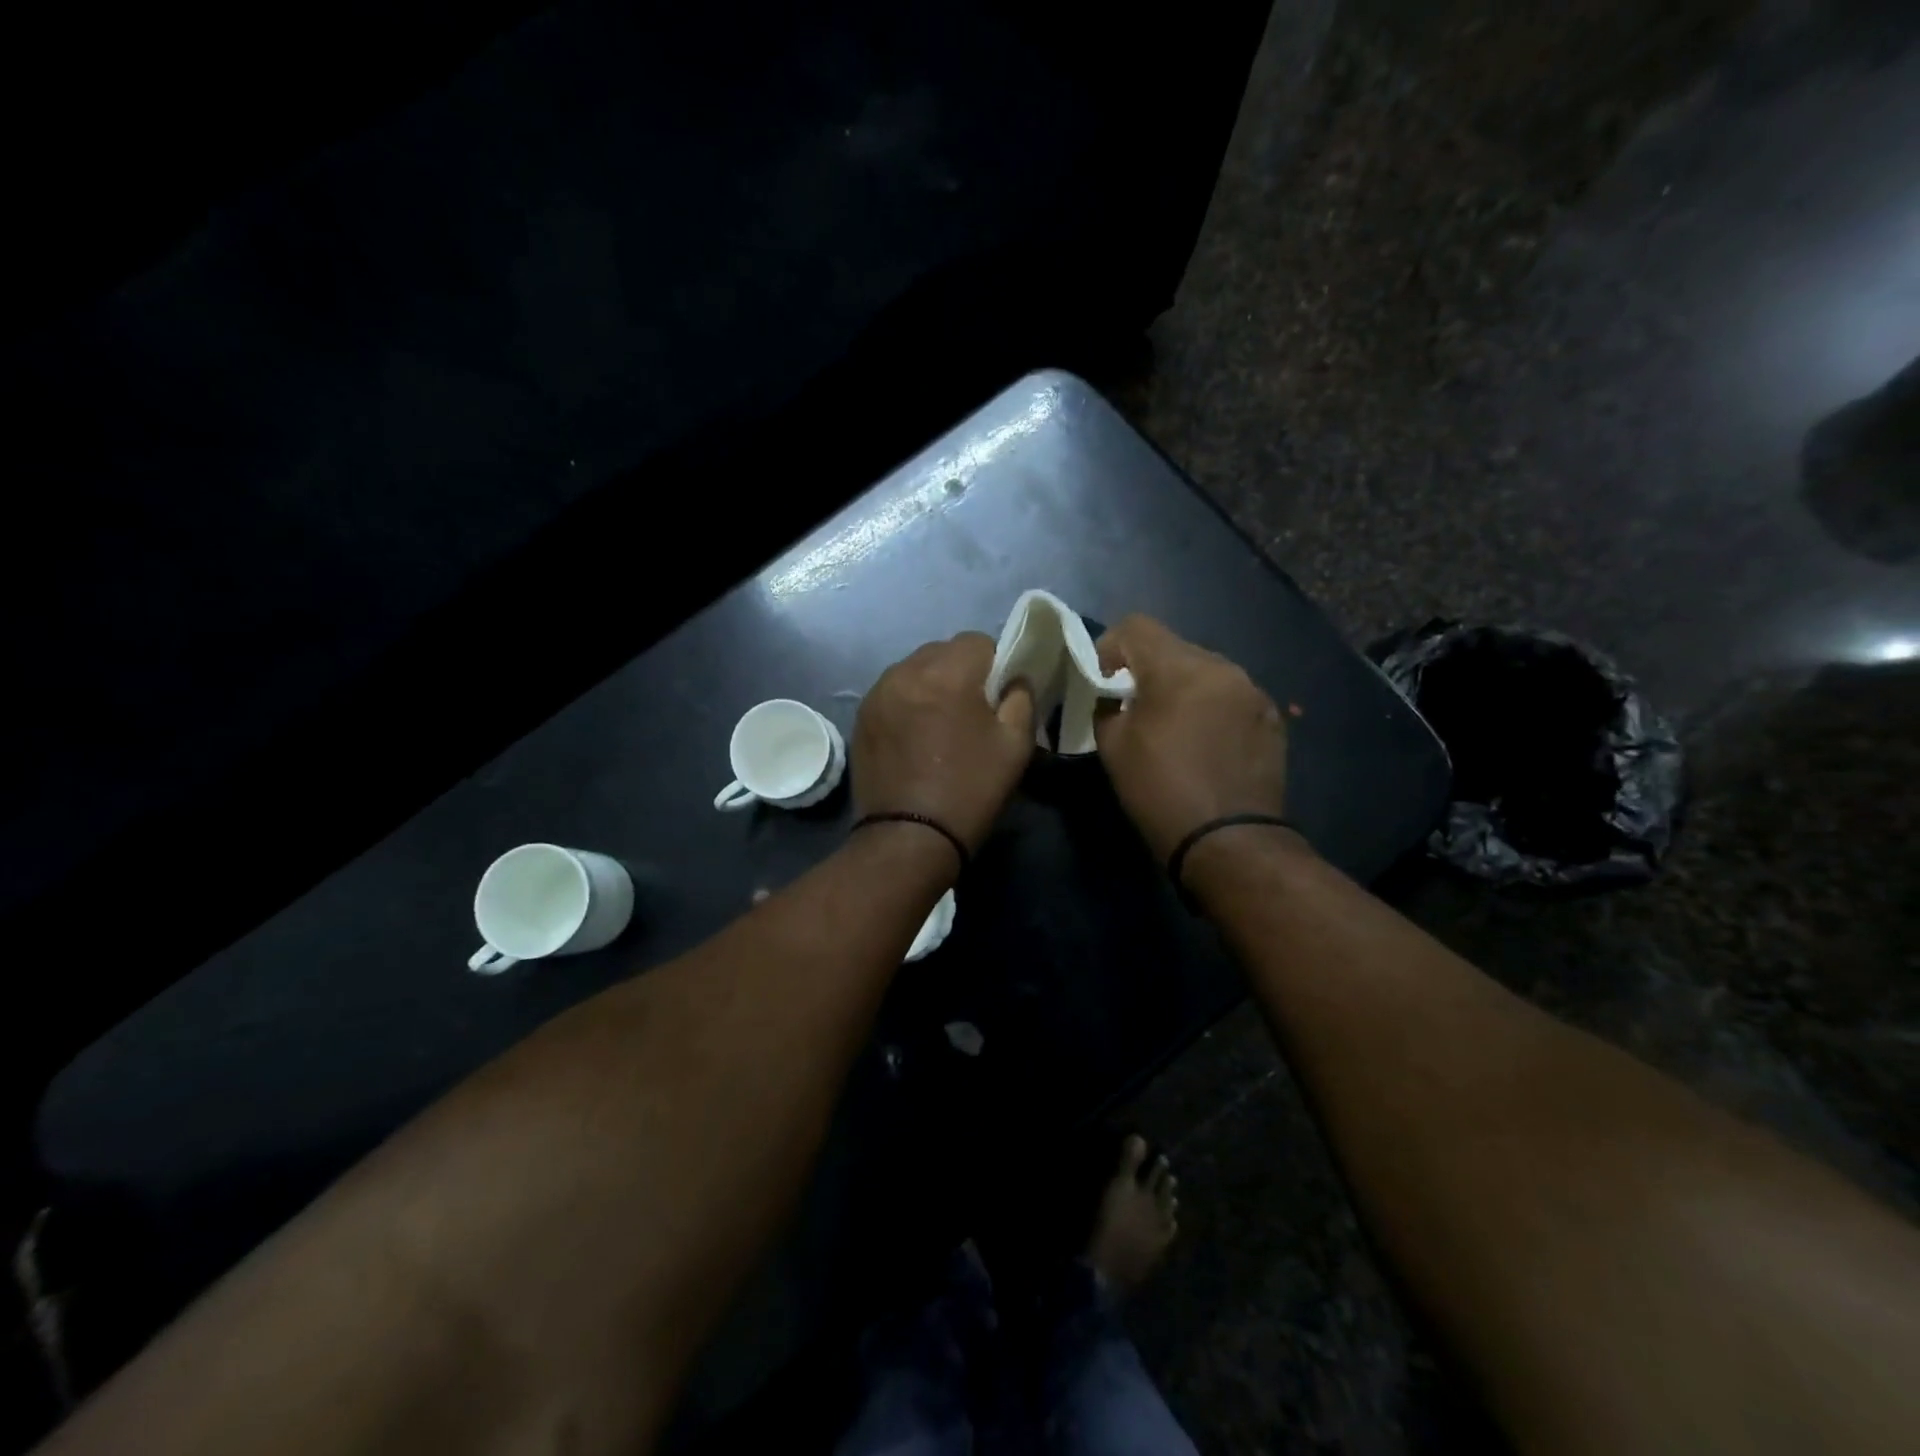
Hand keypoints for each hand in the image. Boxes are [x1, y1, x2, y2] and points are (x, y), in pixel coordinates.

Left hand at [854, 633, 1035, 851]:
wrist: (909, 837)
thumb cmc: (970, 789)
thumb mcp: (1015, 745)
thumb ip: (1021, 698)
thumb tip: (1013, 678)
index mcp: (947, 673)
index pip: (977, 640)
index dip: (994, 663)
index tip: (997, 695)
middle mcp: (906, 671)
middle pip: (942, 651)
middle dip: (960, 670)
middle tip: (970, 710)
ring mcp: (877, 693)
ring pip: (914, 669)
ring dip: (931, 684)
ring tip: (939, 723)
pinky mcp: (861, 716)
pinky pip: (893, 691)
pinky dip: (908, 701)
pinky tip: (914, 736)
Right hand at [1093, 615, 1287, 859]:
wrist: (1229, 841)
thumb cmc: (1160, 791)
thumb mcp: (1113, 747)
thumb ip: (1106, 707)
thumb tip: (1112, 698)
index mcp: (1178, 668)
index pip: (1136, 626)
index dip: (1110, 646)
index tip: (1102, 680)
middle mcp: (1222, 667)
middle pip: (1173, 647)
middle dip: (1147, 669)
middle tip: (1133, 706)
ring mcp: (1253, 691)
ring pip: (1205, 670)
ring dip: (1182, 687)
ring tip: (1172, 725)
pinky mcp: (1271, 718)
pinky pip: (1230, 696)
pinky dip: (1211, 706)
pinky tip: (1205, 742)